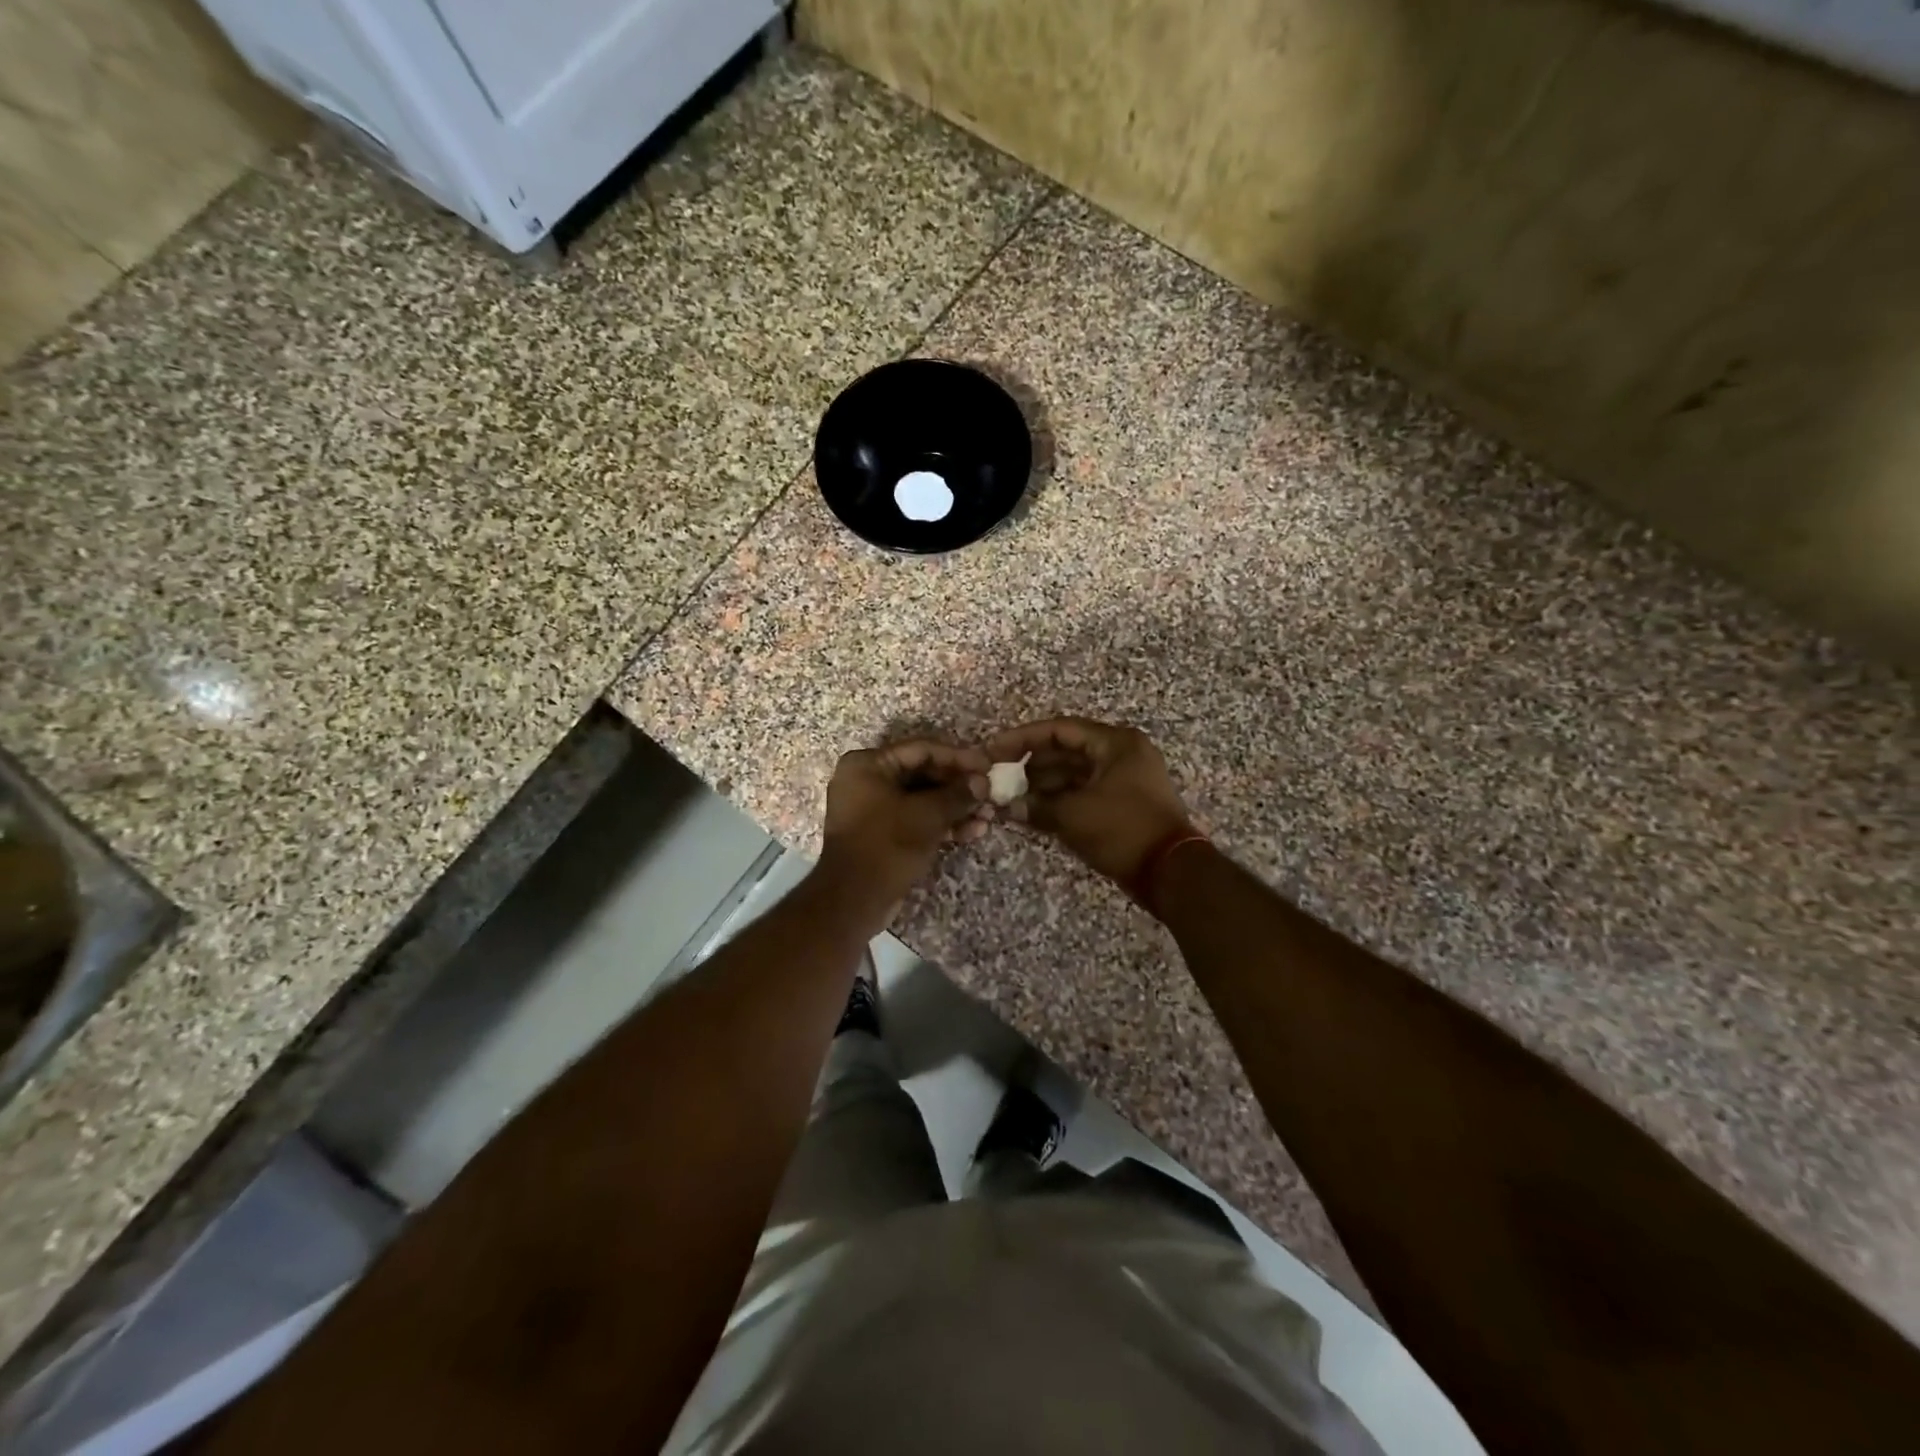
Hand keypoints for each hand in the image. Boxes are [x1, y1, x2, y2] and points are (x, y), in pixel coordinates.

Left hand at [817, 739, 990, 920]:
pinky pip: (916, 819)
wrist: (853, 900)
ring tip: (988, 816)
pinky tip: (973, 832)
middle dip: (959, 786)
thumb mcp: (927, 815)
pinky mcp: (882, 833)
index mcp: (868, 764)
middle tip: (991, 793)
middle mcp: (867, 780)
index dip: (958, 757)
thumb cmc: (886, 845)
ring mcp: (873, 808)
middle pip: (923, 774)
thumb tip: (983, 783)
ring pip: (922, 799)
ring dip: (956, 807)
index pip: (921, 750)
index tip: (988, 765)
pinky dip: (942, 824)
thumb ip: (957, 794)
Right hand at [983, 717, 1192, 885]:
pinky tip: (1033, 810)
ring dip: (1044, 784)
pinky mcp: (1123, 803)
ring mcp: (1124, 779)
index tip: (995, 750)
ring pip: (1075, 773)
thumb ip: (1037, 805)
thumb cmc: (1123, 830)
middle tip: (1000, 776)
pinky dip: (1060, 799)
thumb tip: (1009, 807)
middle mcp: (1122, 754)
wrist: (1170, 873)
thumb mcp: (1074, 815)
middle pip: (1067, 750)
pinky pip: (1085, 792)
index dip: (1023, 738)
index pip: (1060, 729)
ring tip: (1012, 797)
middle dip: (1031, 764)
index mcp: (1116, 743)